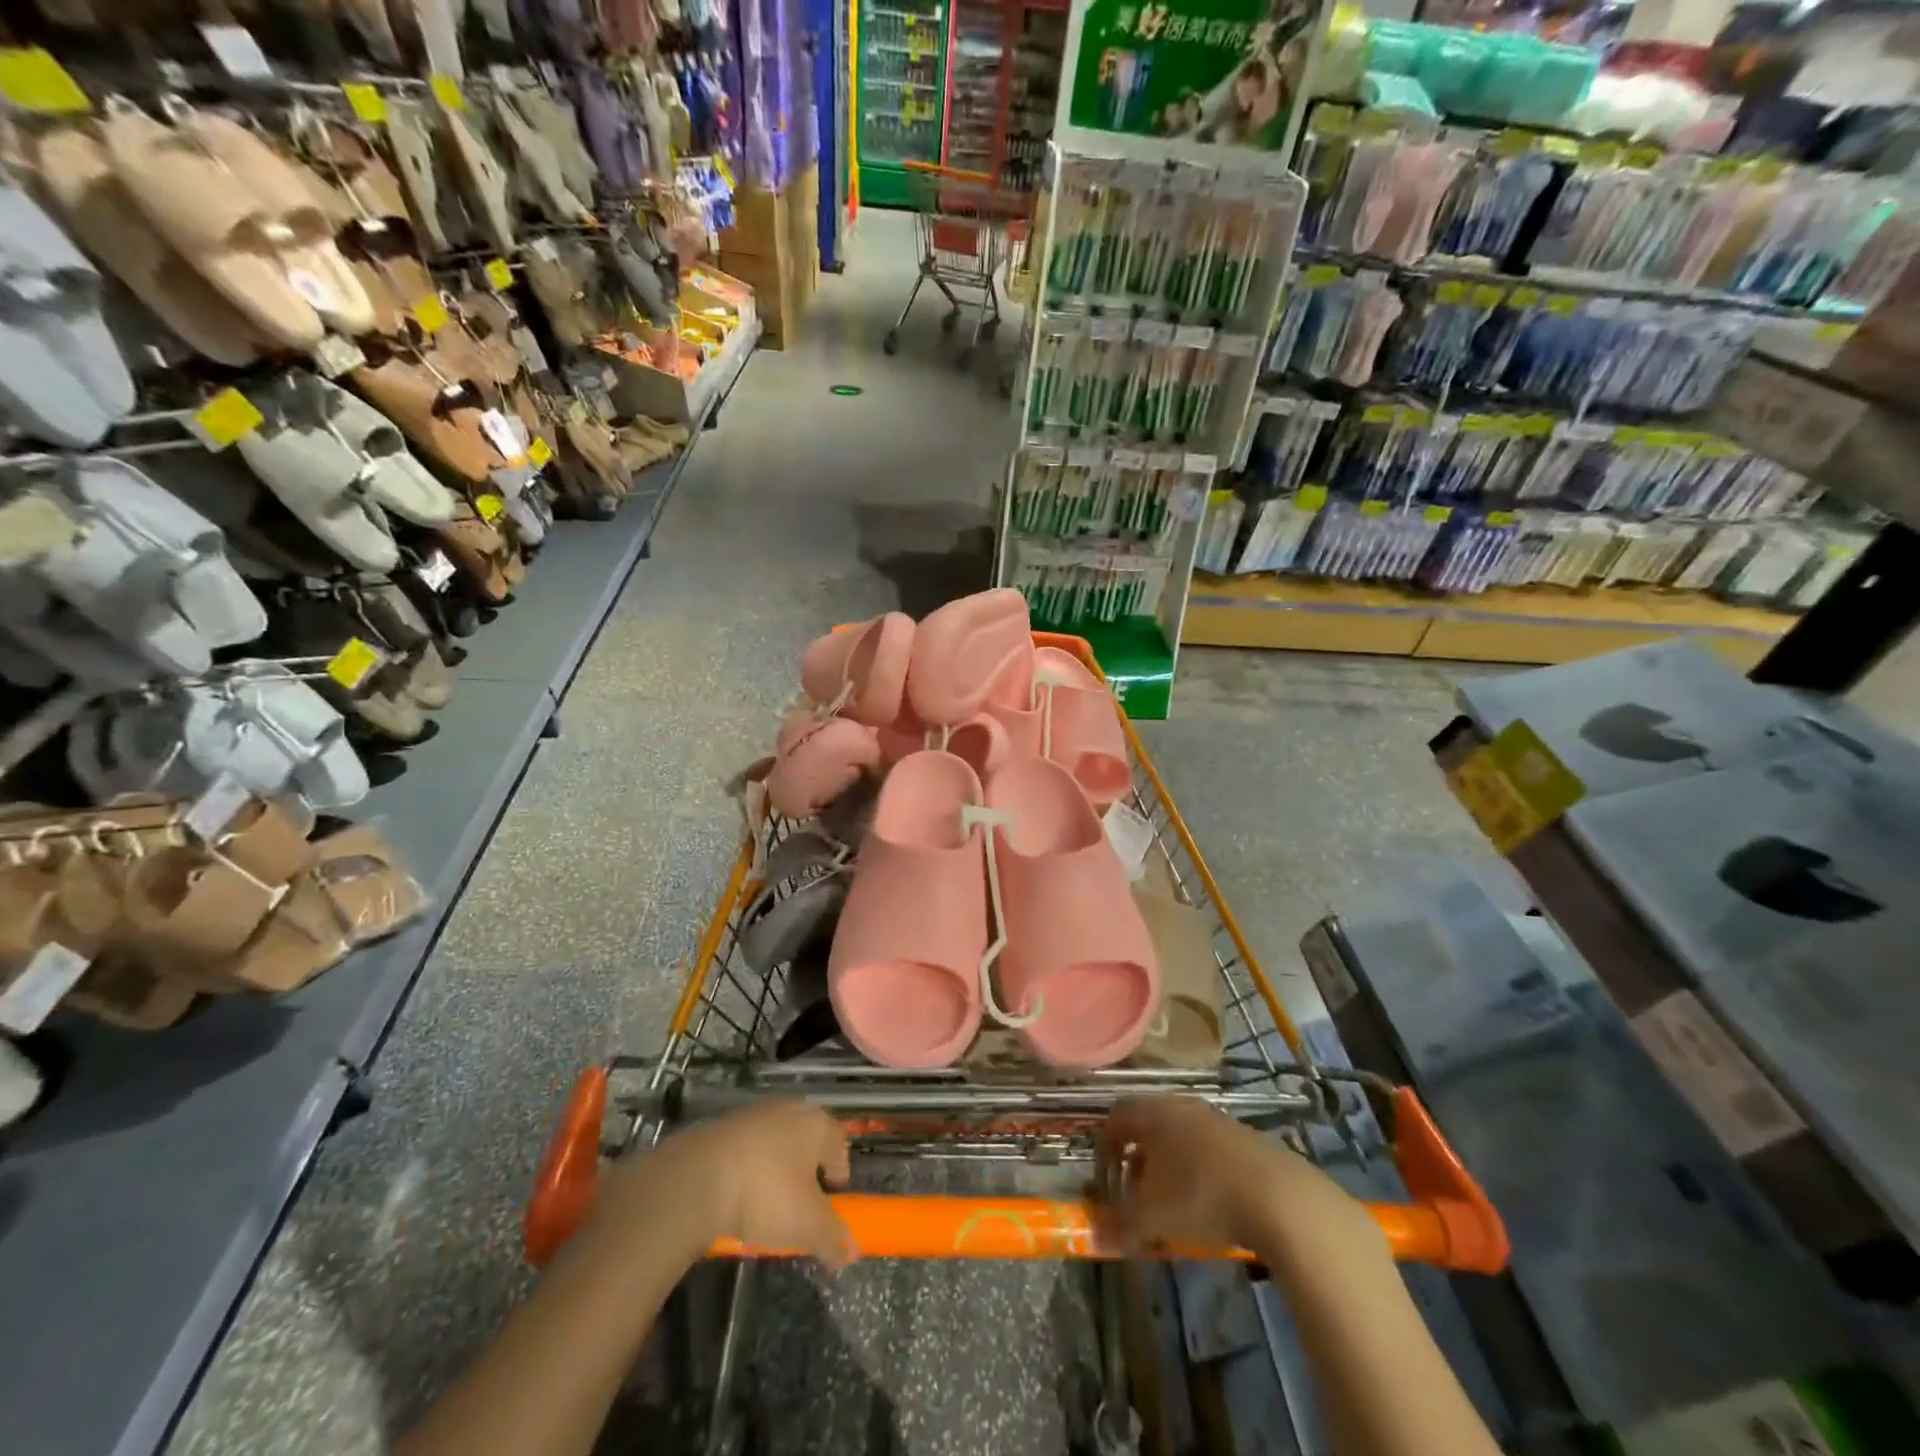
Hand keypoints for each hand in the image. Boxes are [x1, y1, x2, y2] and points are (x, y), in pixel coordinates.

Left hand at [595, 1100, 856, 1270]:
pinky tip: (736, 1198)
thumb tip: (852, 1252)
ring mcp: (754, 1115)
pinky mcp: (722, 1126)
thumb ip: (834, 1238)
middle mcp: (790, 1110)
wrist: (697, 1179)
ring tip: (765, 1207)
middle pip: (808, 1141)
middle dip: (807, 1172)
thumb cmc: (766, 1195)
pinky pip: (746, 1150)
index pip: (840, 1146)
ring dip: (775, 1170)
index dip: (838, 1176)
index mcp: (818, 1124)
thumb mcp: (808, 1225)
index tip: (830, 1204)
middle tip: (800, 1206)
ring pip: (775, 1144)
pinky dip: (747, 1170)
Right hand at [1097, 1098, 1386, 1271]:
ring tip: (1173, 1208)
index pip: (1115, 1117)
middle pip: (1148, 1127)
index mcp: (1152, 1112)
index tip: (1106, 1180)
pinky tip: (1210, 1207)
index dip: (1105, 1147)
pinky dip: (1199, 1174)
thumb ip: (1119, 1224)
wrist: (1280, 1198)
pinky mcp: (1246, 1139)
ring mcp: (1216, 1119)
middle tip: (1136, 1197)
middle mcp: (1181, 1106)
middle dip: (1138, 1163)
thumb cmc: (1201, 1195)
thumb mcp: (1151, 1217)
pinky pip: (1208, 1152)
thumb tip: (1094, 1234)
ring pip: (1179, 1139)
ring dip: (1169, 1170)